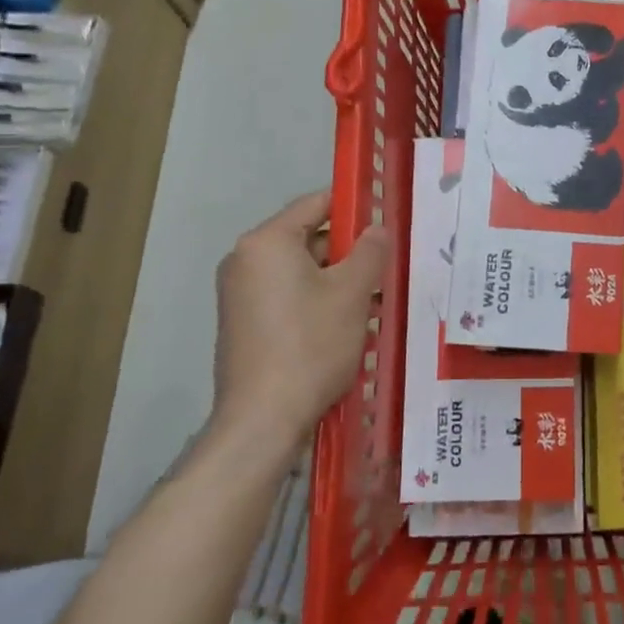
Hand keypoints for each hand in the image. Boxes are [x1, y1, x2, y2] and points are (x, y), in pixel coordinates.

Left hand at [212, 191, 390, 439]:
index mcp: (266, 242)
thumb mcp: (352, 293)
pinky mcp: (241, 324)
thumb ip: (370, 251)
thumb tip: (377, 229)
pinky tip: (343, 326)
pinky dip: (314, 301)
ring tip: (372, 301)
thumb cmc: (311, 345)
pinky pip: (285, 296)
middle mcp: (244, 260)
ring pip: (299, 271)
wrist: (262, 420)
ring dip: (335, 280)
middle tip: (384, 269)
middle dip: (348, 251)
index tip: (385, 220)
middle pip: (307, 238)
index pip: (316, 203)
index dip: (354, 206)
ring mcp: (238, 294)